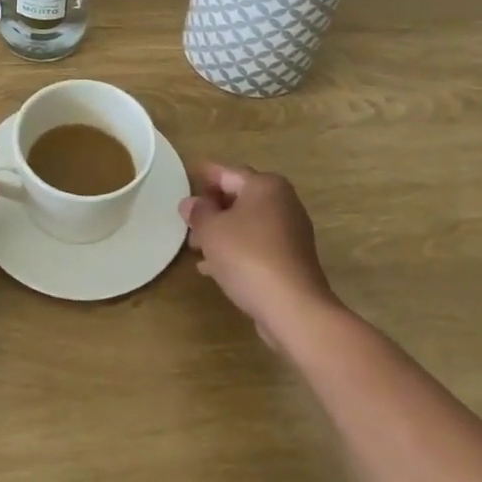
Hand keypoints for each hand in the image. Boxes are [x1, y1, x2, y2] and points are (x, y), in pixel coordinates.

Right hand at [180, 163, 341, 348]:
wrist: (293, 308)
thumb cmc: (247, 256)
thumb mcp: (211, 230)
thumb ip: (198, 212)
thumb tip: (191, 203)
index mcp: (265, 186)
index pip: (228, 173)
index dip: (205, 176)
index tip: (188, 178)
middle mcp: (282, 202)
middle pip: (239, 198)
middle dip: (212, 209)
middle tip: (188, 223)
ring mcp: (290, 232)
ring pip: (247, 224)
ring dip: (221, 232)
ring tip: (196, 248)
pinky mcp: (291, 259)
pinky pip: (256, 245)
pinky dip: (236, 250)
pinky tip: (214, 269)